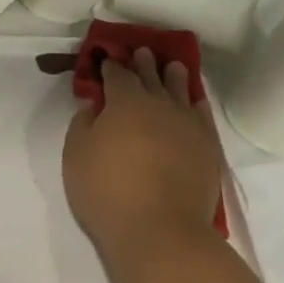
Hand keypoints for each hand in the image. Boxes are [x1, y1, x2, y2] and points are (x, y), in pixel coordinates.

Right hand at [63, 48, 221, 261]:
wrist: (160, 230)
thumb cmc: (107, 192)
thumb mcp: (76, 156)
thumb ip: (83, 123)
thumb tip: (94, 104)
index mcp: (125, 102)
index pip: (117, 75)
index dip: (110, 66)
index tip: (106, 59)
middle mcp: (160, 104)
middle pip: (151, 76)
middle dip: (143, 63)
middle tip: (141, 52)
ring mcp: (188, 125)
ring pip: (181, 90)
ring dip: (174, 76)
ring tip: (173, 66)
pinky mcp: (207, 147)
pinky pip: (202, 114)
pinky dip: (196, 102)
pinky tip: (194, 101)